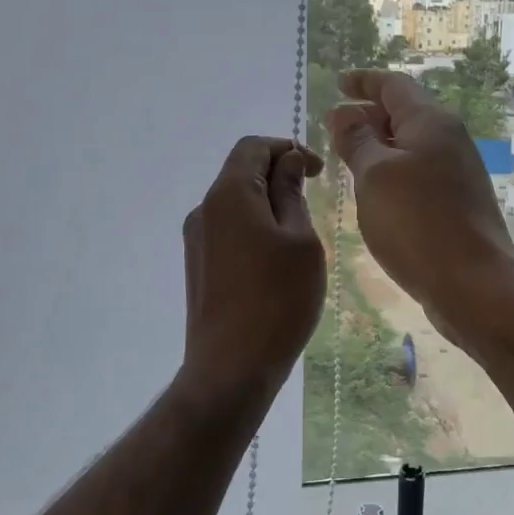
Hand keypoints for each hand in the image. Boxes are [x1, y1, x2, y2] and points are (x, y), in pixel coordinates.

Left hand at [177, 136, 326, 409]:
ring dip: (268, 206)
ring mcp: (196, 241)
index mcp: (228, 194)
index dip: (287, 148)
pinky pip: (229, 231)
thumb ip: (291, 193)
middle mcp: (204, 210)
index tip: (317, 172)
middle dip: (278, 177)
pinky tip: (276, 261)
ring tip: (300, 237)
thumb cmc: (277, 299)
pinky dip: (254, 229)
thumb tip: (287, 161)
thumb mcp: (300, 240)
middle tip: (313, 202)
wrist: (231, 368)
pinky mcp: (198, 267)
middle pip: (241, 173)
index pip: (253, 147)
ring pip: (235, 204)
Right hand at [325, 71, 513, 343]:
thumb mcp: (374, 175)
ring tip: (346, 159)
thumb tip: (342, 113)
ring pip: (410, 146)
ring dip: (378, 146)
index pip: (393, 85)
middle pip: (404, 113)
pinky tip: (374, 193)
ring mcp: (457, 173)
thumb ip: (356, 140)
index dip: (364, 81)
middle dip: (368, 115)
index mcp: (430, 122)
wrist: (473, 283)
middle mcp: (449, 140)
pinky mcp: (457, 203)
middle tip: (333, 128)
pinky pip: (418, 173)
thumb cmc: (417, 223)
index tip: (340, 82)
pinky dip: (392, 172)